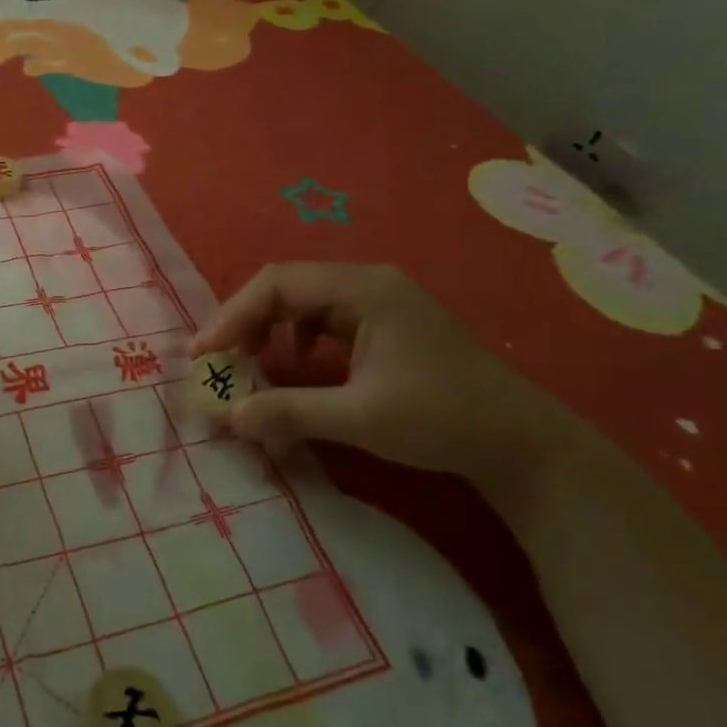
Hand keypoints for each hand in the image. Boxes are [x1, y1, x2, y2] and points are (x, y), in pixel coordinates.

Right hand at [189, 263, 585, 502]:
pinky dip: (296, 336)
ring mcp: (379, 301)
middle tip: (216, 359)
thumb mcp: (360, 419)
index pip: (279, 283)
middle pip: (288, 286)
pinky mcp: (385, 323)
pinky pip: (324, 317)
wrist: (522, 443)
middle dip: (246, 320)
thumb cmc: (442, 420)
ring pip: (304, 300)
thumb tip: (229, 418)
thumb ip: (290, 412)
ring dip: (269, 327)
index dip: (233, 314)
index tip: (205, 353)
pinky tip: (296, 362)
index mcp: (364, 289)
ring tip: (246, 360)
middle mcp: (368, 283)